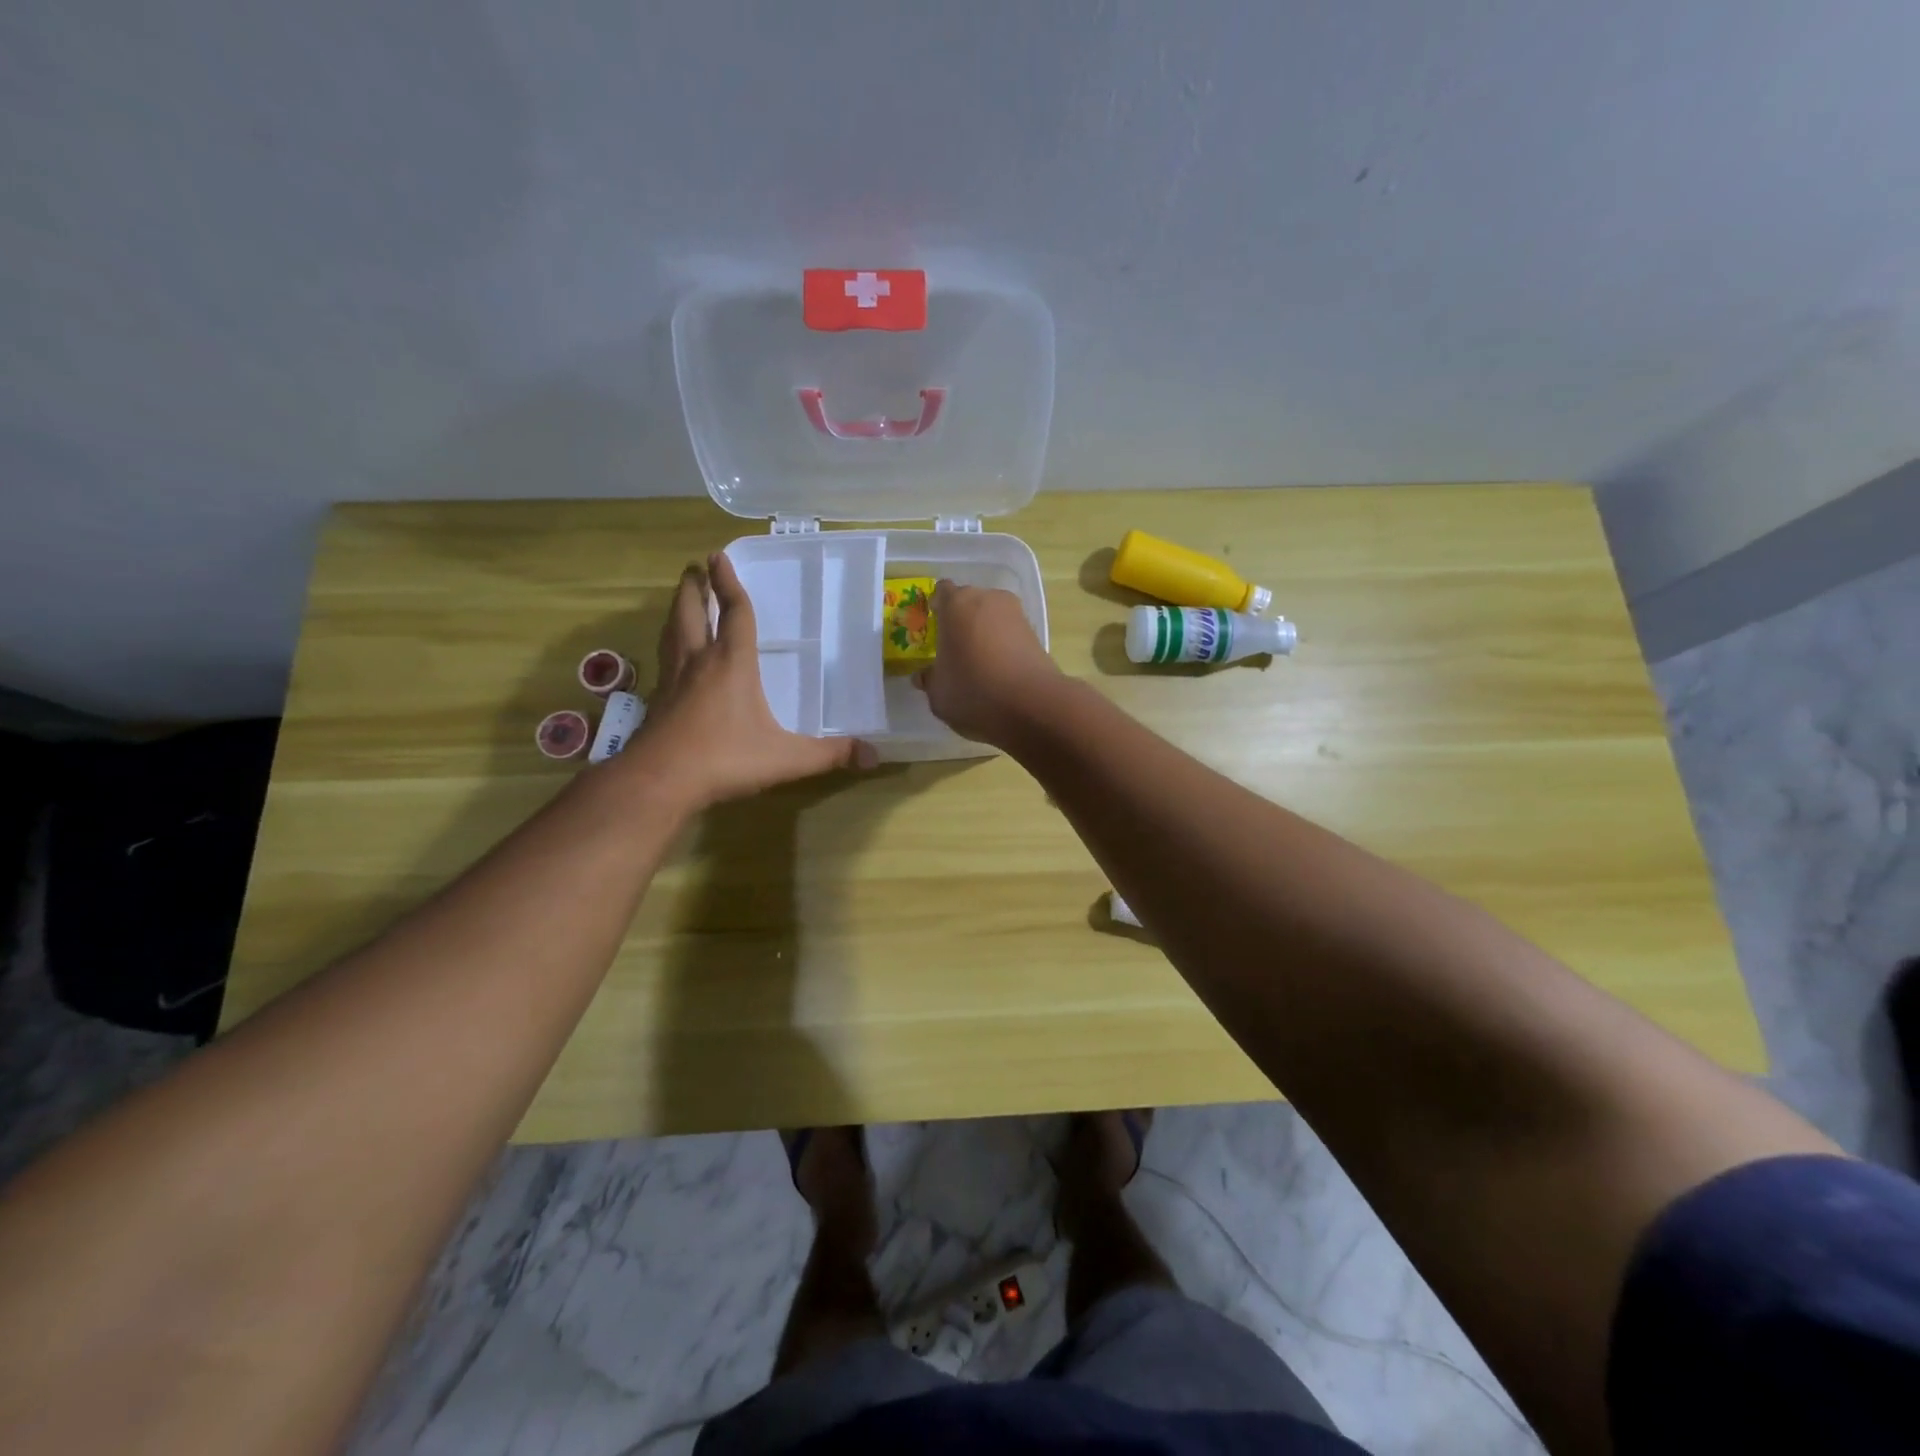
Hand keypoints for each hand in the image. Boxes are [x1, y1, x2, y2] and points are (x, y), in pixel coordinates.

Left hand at [632, 554, 875, 807]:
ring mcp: (673, 681)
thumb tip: (873, 756)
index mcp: (732, 663)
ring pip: (671, 633)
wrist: (659, 781)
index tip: (719, 556)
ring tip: (681, 600)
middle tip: (695, 568)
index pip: (734, 613)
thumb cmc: (726, 759)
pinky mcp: (657, 702)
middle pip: (690, 612)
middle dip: (694, 588)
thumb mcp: (787, 758)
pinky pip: (665, 661)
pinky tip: (673, 658)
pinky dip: (669, 646)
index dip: (729, 583)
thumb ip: (829, 754)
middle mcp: (699, 662)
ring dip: (677, 611)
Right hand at [912, 580, 1062, 745]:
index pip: (942, 592)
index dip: (937, 608)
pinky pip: (1011, 635)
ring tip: (978, 664)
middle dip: (961, 621)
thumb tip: (924, 675)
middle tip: (954, 650)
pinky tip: (999, 673)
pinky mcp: (1036, 634)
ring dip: (984, 634)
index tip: (933, 628)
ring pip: (992, 618)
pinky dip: (1003, 647)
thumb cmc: (973, 691)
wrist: (1032, 705)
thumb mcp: (938, 693)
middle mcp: (988, 599)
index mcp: (957, 604)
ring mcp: (1016, 614)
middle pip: (969, 603)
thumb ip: (930, 679)